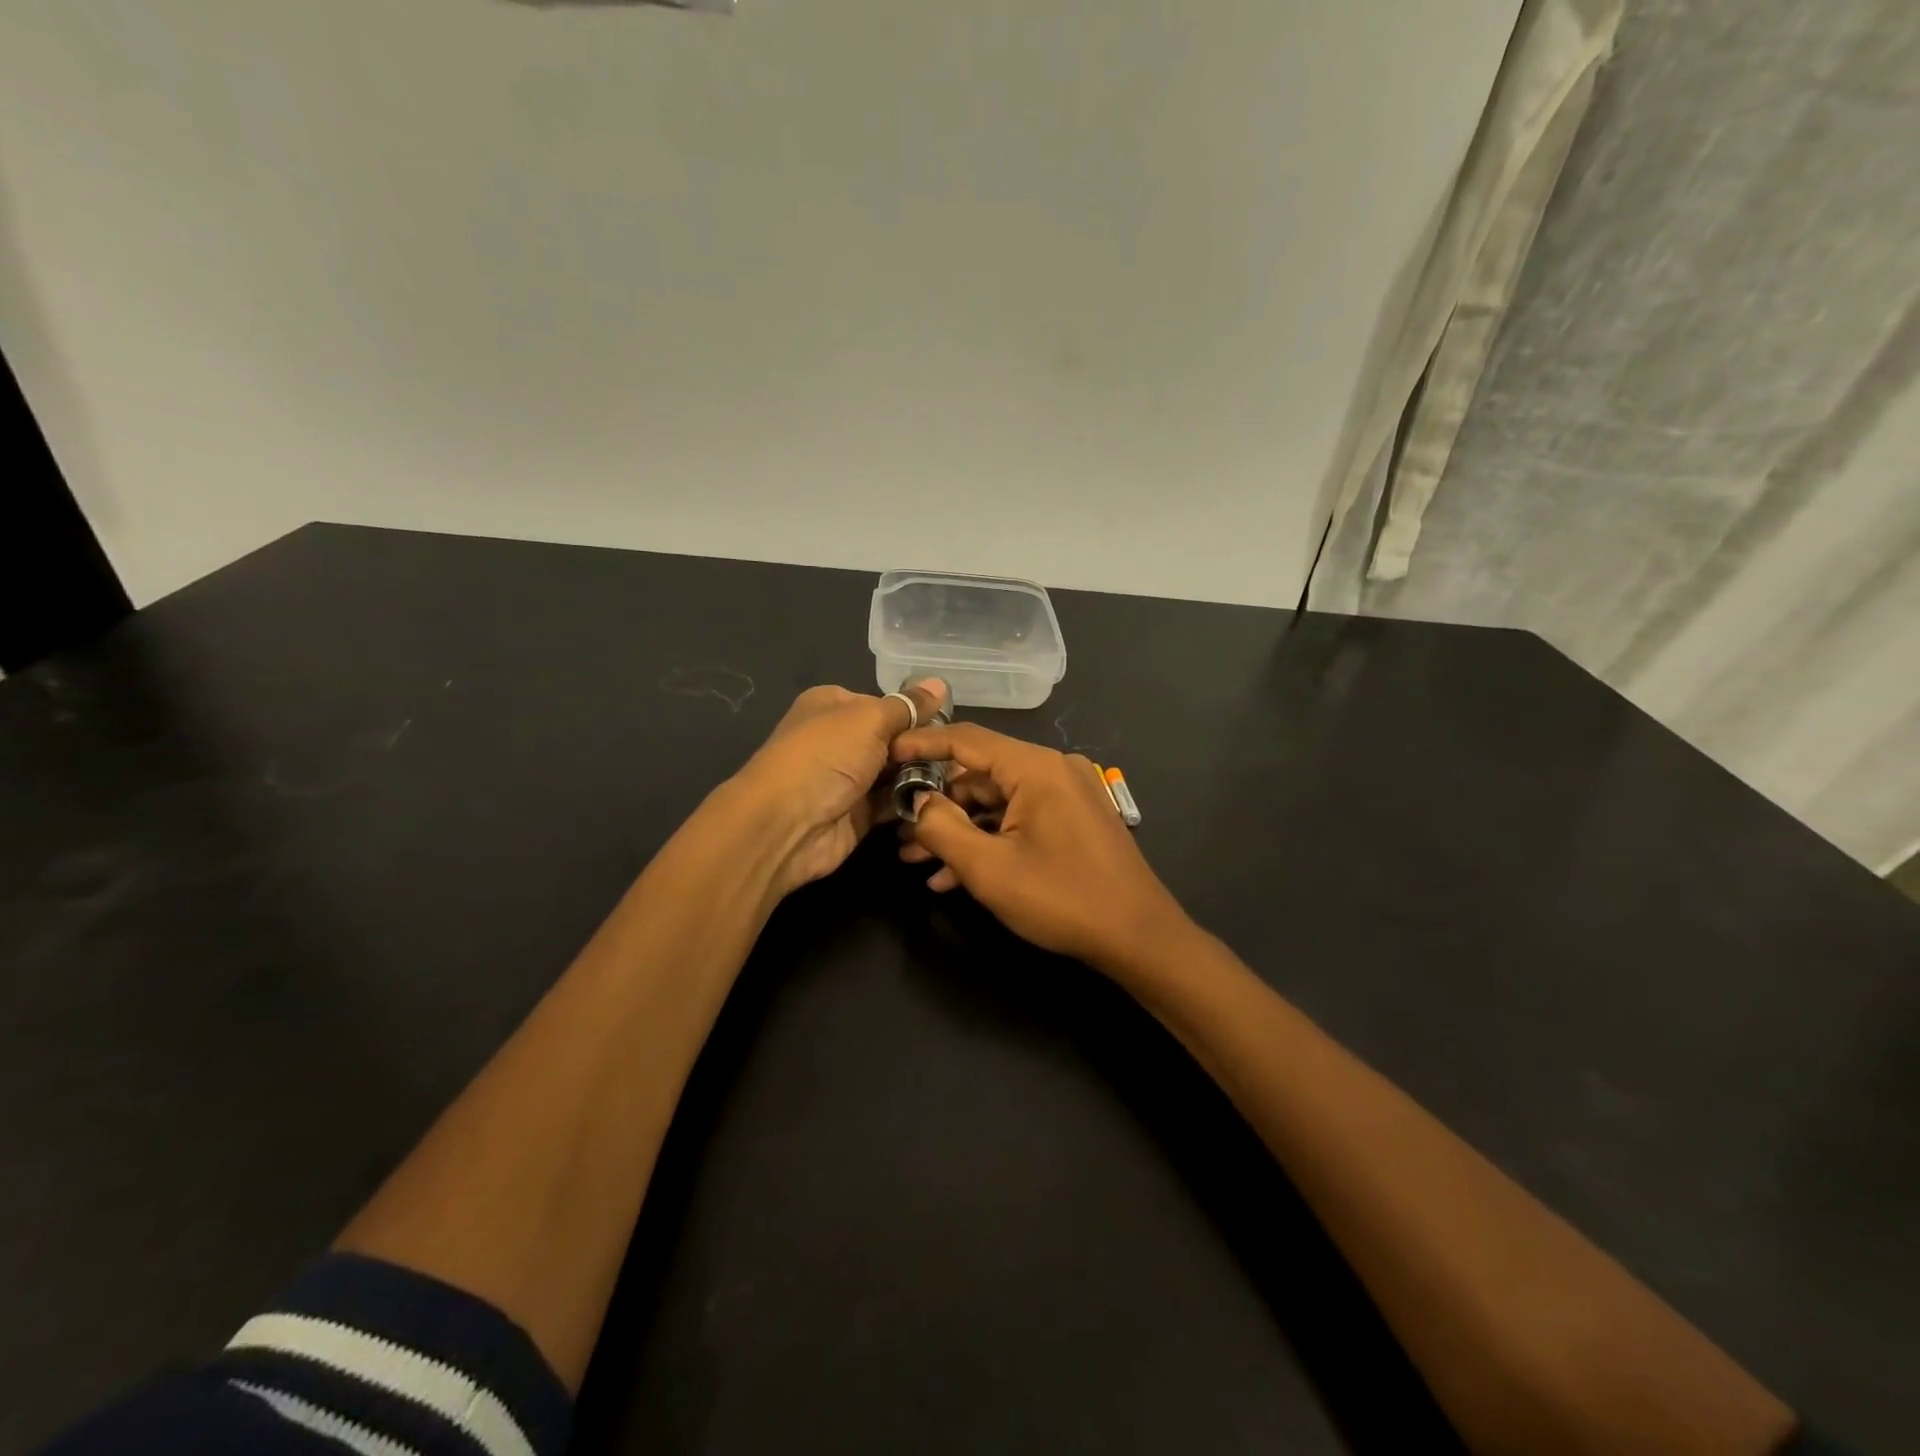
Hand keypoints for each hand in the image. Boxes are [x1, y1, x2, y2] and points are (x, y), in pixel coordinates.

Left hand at [730, 678, 947, 896]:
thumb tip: (940, 683)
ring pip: (898, 773)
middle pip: (895, 740)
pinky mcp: (858, 814)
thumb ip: (907, 706)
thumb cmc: (826, 756)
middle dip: (925, 749)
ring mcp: (849, 779)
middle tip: (962, 758)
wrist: (786, 824)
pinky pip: (894, 804)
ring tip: (962, 780)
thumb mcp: (870, 719)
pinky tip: (945, 801)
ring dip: (924, 777)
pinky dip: (915, 803)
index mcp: (834, 706)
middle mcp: (841, 740)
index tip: (951, 726)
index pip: (886, 704)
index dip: (917, 714)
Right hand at [891, 723, 1188, 968]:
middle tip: (898, 833)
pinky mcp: (1071, 821)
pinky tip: (953, 877)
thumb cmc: (1062, 898)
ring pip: (995, 803)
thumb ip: (942, 828)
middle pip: (979, 775)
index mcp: (1036, 767)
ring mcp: (1065, 796)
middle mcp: (1052, 770)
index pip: (966, 739)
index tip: (885, 756)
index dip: (921, 745)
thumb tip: (915, 801)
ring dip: (957, 832)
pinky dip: (987, 842)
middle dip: (936, 807)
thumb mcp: (989, 868)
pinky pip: (1018, 821)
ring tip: (915, 861)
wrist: (1138, 938)